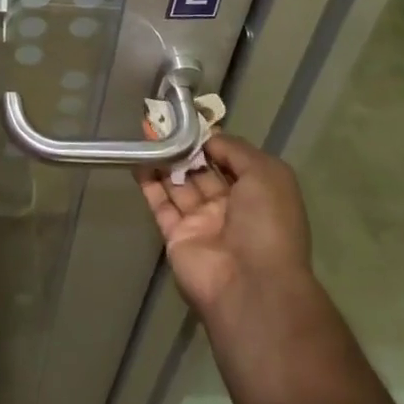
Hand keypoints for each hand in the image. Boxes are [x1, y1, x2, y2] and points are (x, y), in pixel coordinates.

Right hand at [139, 135, 312, 327]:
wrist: (250, 286)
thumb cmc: (266, 224)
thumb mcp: (266, 174)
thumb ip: (235, 149)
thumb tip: (208, 138)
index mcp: (257, 195)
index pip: (230, 160)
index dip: (211, 139)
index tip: (188, 118)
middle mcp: (230, 208)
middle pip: (202, 170)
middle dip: (183, 146)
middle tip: (160, 120)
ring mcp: (202, 223)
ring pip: (179, 184)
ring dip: (164, 159)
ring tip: (145, 132)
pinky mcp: (176, 236)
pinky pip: (160, 204)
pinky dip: (148, 182)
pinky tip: (136, 159)